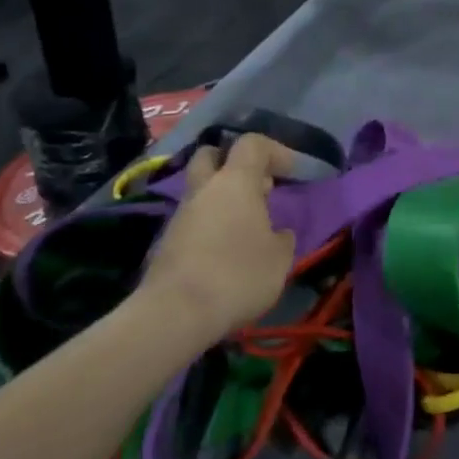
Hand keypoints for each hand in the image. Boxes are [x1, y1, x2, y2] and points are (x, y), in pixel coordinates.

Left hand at [135, 134, 296, 337]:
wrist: (175, 314)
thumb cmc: (237, 275)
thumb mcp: (279, 259)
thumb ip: (282, 238)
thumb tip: (277, 233)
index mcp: (235, 182)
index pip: (252, 144)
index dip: (276, 152)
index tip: (292, 174)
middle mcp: (204, 189)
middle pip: (212, 156)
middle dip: (233, 164)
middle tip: (256, 187)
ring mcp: (180, 215)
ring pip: (201, 191)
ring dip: (221, 199)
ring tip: (246, 227)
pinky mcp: (166, 242)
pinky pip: (193, 220)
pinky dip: (210, 226)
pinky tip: (225, 252)